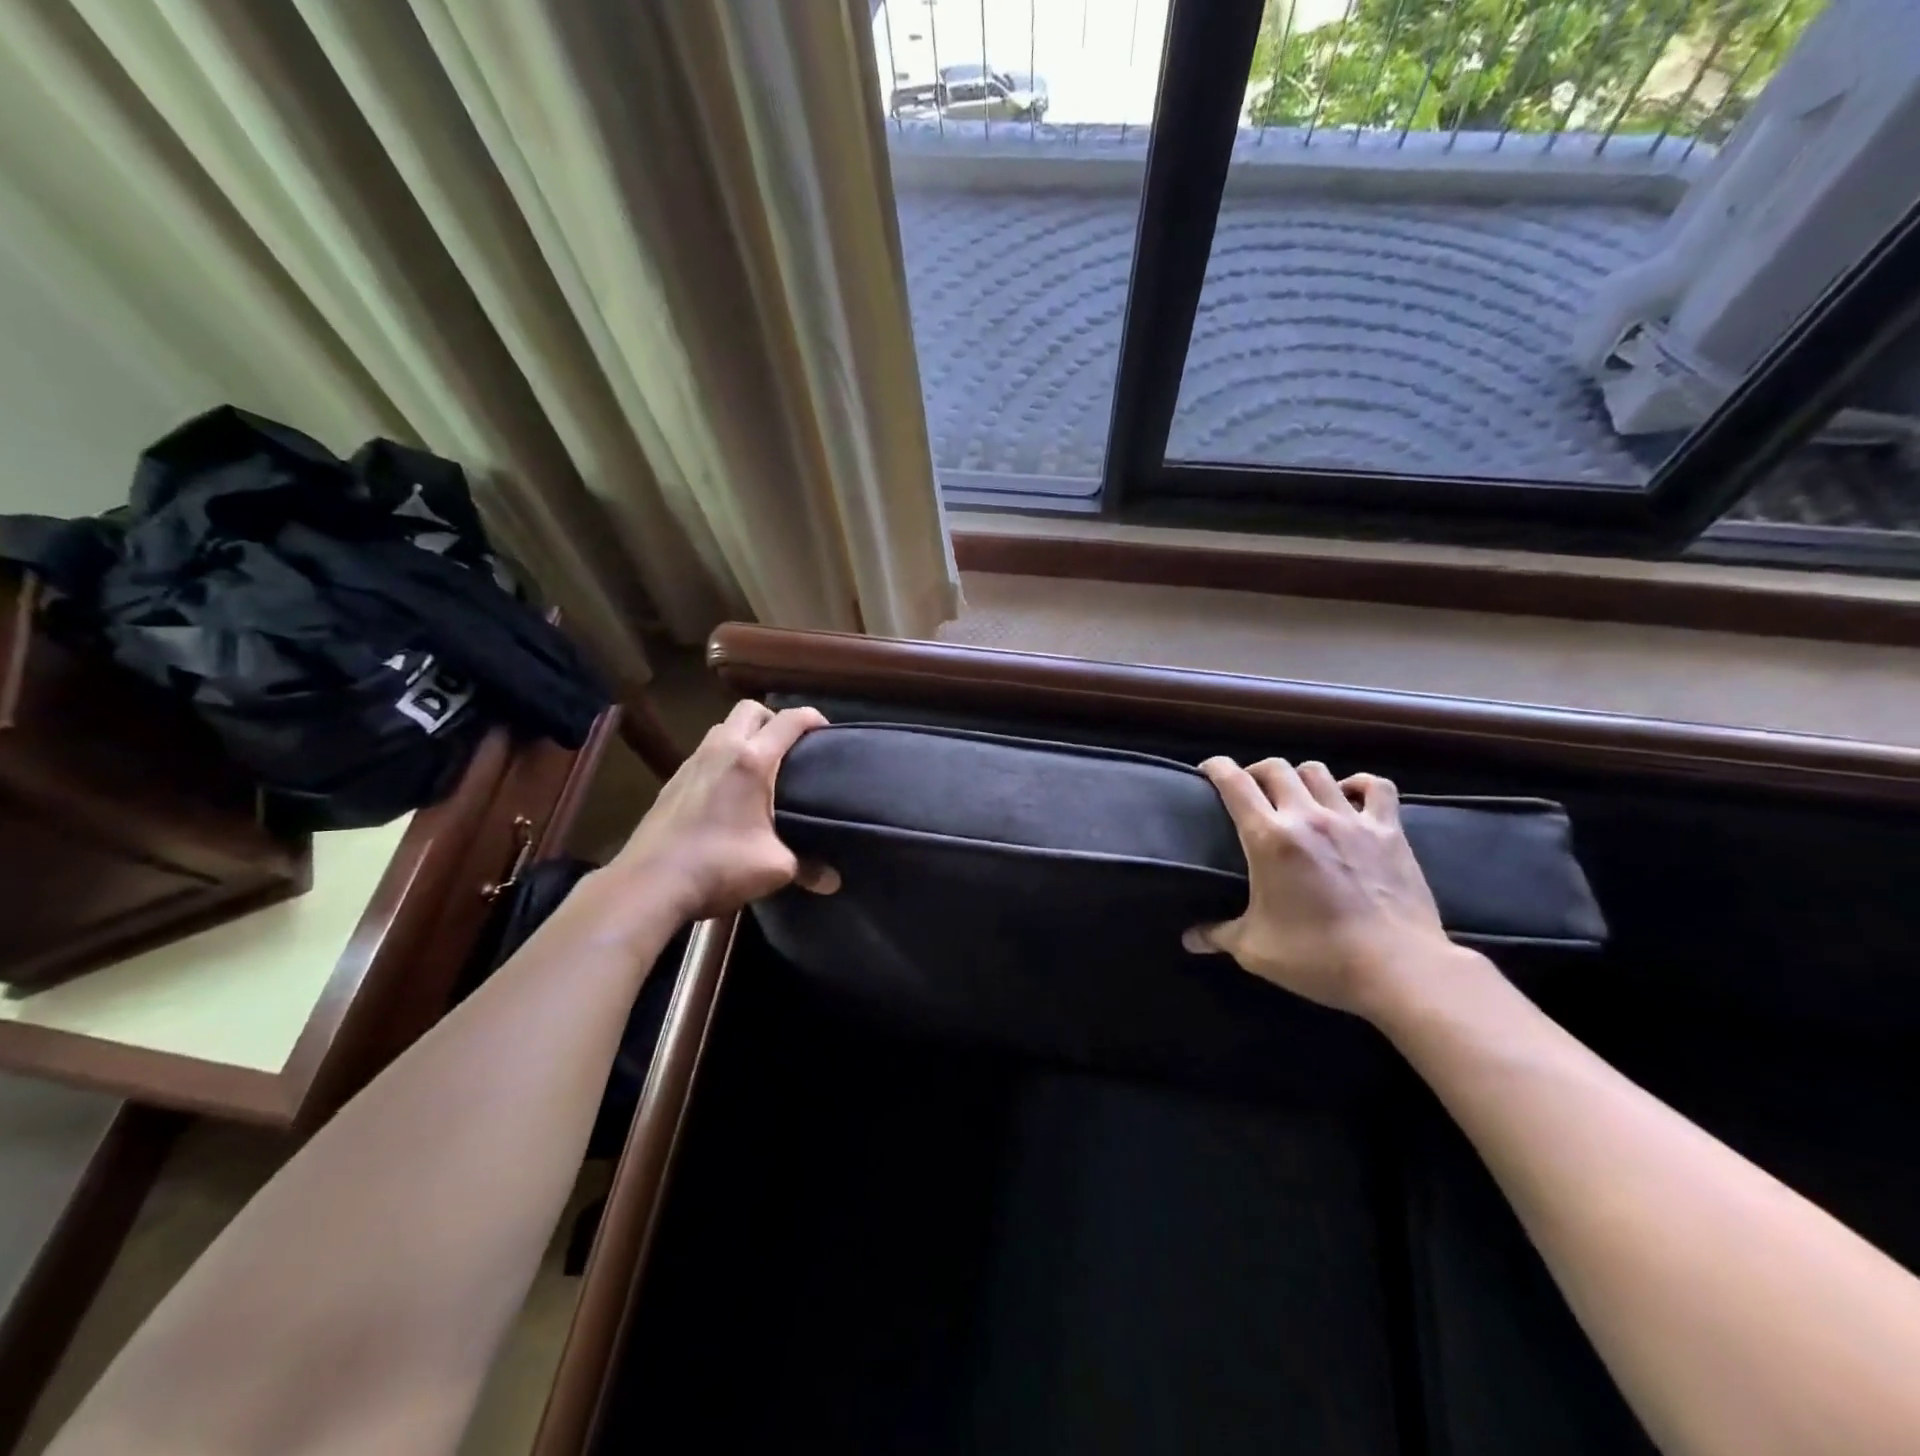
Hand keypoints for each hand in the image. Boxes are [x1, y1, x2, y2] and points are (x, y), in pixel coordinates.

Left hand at [610, 700, 836, 921]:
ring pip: (723, 728)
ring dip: (744, 736)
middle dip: (774, 719)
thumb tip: (833, 881)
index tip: (828, 732)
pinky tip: (728, 791)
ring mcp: (691, 763)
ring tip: (760, 767)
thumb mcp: (774, 868)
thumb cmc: (719, 866)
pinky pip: (705, 753)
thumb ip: (808, 867)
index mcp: (751, 760)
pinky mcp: (672, 781)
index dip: (813, 717)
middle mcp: (721, 750)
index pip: (789, 720)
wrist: (649, 884)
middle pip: (750, 710)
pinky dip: (723, 758)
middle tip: (790, 748)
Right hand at [1186, 757, 1454, 1017]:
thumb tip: (1190, 939)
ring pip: (1319, 772)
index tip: (1207, 769)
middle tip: (1250, 789)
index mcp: (1268, 838)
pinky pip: (1376, 788)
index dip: (1216, 768)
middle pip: (1275, 768)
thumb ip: (1218, 935)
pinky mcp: (1389, 832)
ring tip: (1296, 795)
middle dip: (1256, 772)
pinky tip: (1350, 796)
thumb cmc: (1318, 957)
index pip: (1234, 783)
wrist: (1399, 969)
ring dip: (1300, 777)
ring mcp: (1351, 820)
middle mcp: (1307, 817)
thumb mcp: (1255, 950)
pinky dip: (1359, 785)